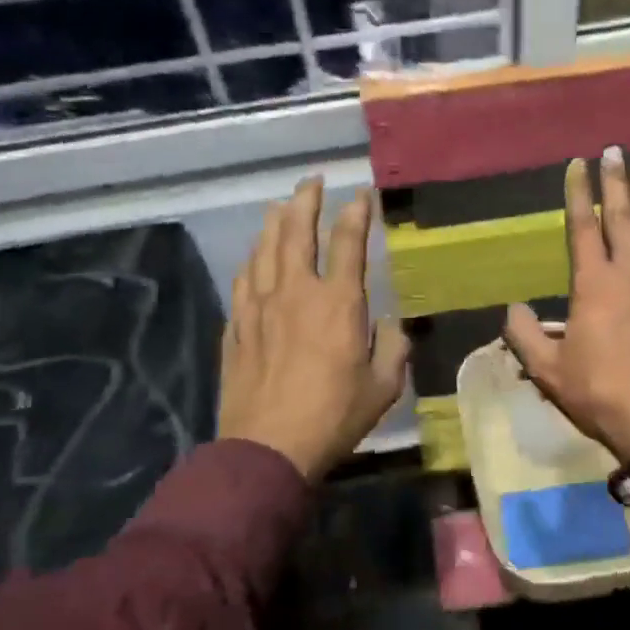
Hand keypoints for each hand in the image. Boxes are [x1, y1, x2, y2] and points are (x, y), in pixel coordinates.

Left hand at [218, 176, 410, 482]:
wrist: (268, 448)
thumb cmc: (333, 417)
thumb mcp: (383, 387)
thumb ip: (392, 348)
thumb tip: (388, 325)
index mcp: (337, 303)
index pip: (347, 243)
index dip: (355, 214)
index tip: (361, 196)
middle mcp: (295, 292)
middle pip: (296, 232)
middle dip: (306, 201)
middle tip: (312, 181)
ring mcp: (259, 307)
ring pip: (264, 250)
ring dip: (275, 222)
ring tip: (281, 206)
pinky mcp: (237, 326)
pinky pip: (244, 279)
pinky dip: (252, 259)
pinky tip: (255, 255)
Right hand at [503, 147, 629, 463]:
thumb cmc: (600, 394)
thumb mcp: (548, 370)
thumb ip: (524, 336)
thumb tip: (512, 310)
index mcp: (594, 286)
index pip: (583, 228)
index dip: (578, 194)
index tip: (578, 164)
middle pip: (621, 221)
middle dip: (614, 185)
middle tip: (614, 152)